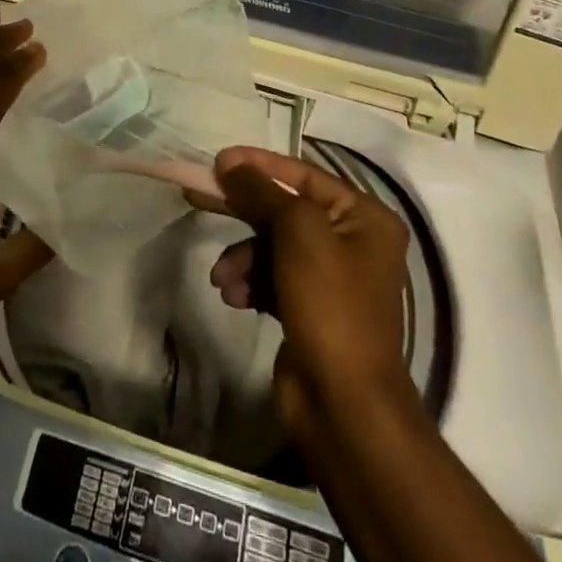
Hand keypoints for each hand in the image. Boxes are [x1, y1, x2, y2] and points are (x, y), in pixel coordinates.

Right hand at [196, 146, 411, 409]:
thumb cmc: (330, 304)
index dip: (260, 163)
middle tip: (197, 195)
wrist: (344, 404)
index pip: (304, 174)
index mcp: (365, 217)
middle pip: (284, 210)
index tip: (219, 158)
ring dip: (242, 257)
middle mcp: (352, 241)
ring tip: (223, 279)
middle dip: (242, 210)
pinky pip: (271, 278)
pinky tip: (233, 297)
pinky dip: (250, 282)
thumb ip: (261, 191)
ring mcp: (330, 278)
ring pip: (271, 246)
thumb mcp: (297, 233)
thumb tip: (230, 161)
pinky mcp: (309, 308)